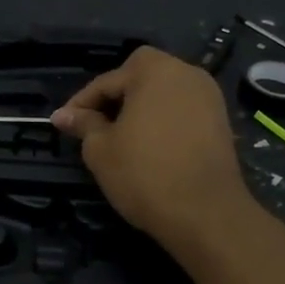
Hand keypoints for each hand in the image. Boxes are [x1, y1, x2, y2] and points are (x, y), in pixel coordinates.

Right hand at [51, 46, 253, 246]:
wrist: (206, 214)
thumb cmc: (144, 173)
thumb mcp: (100, 149)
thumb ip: (83, 124)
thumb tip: (63, 115)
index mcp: (155, 69)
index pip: (107, 81)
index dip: (80, 104)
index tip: (62, 123)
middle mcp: (187, 73)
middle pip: (139, 79)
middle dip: (114, 99)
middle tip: (93, 127)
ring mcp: (209, 97)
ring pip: (162, 95)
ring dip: (140, 110)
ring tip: (120, 138)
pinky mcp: (221, 122)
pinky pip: (182, 112)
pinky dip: (163, 122)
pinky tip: (149, 147)